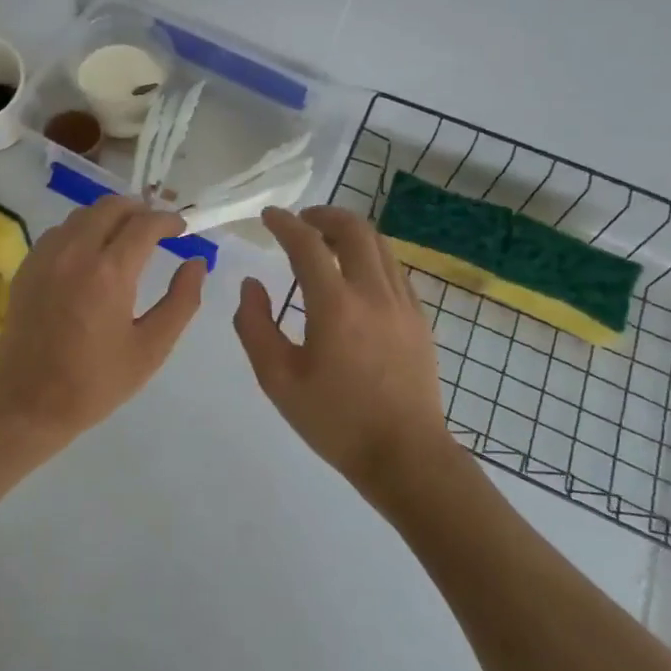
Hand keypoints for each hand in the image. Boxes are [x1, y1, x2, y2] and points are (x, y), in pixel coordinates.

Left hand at [0, 197, 207, 445]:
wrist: (28, 403)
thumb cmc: (96, 382)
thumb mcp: (151, 348)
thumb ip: (181, 301)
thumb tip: (196, 263)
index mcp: (109, 272)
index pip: (145, 224)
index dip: (169, 220)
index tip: (182, 228)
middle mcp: (75, 252)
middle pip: (111, 207)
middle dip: (140, 209)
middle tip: (157, 227)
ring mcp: (46, 256)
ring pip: (83, 214)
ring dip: (110, 216)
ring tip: (127, 236)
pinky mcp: (28, 266)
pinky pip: (60, 231)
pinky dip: (82, 229)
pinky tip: (91, 252)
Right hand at [233, 206, 448, 488]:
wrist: (405, 455)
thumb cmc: (336, 420)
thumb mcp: (277, 379)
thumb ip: (254, 326)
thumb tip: (251, 285)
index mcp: (335, 306)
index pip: (307, 244)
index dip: (284, 223)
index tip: (268, 215)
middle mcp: (373, 293)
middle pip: (354, 229)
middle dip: (324, 214)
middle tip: (301, 221)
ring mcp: (403, 304)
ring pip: (380, 245)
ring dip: (350, 232)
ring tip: (326, 241)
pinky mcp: (419, 319)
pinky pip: (394, 268)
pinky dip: (370, 255)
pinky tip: (355, 275)